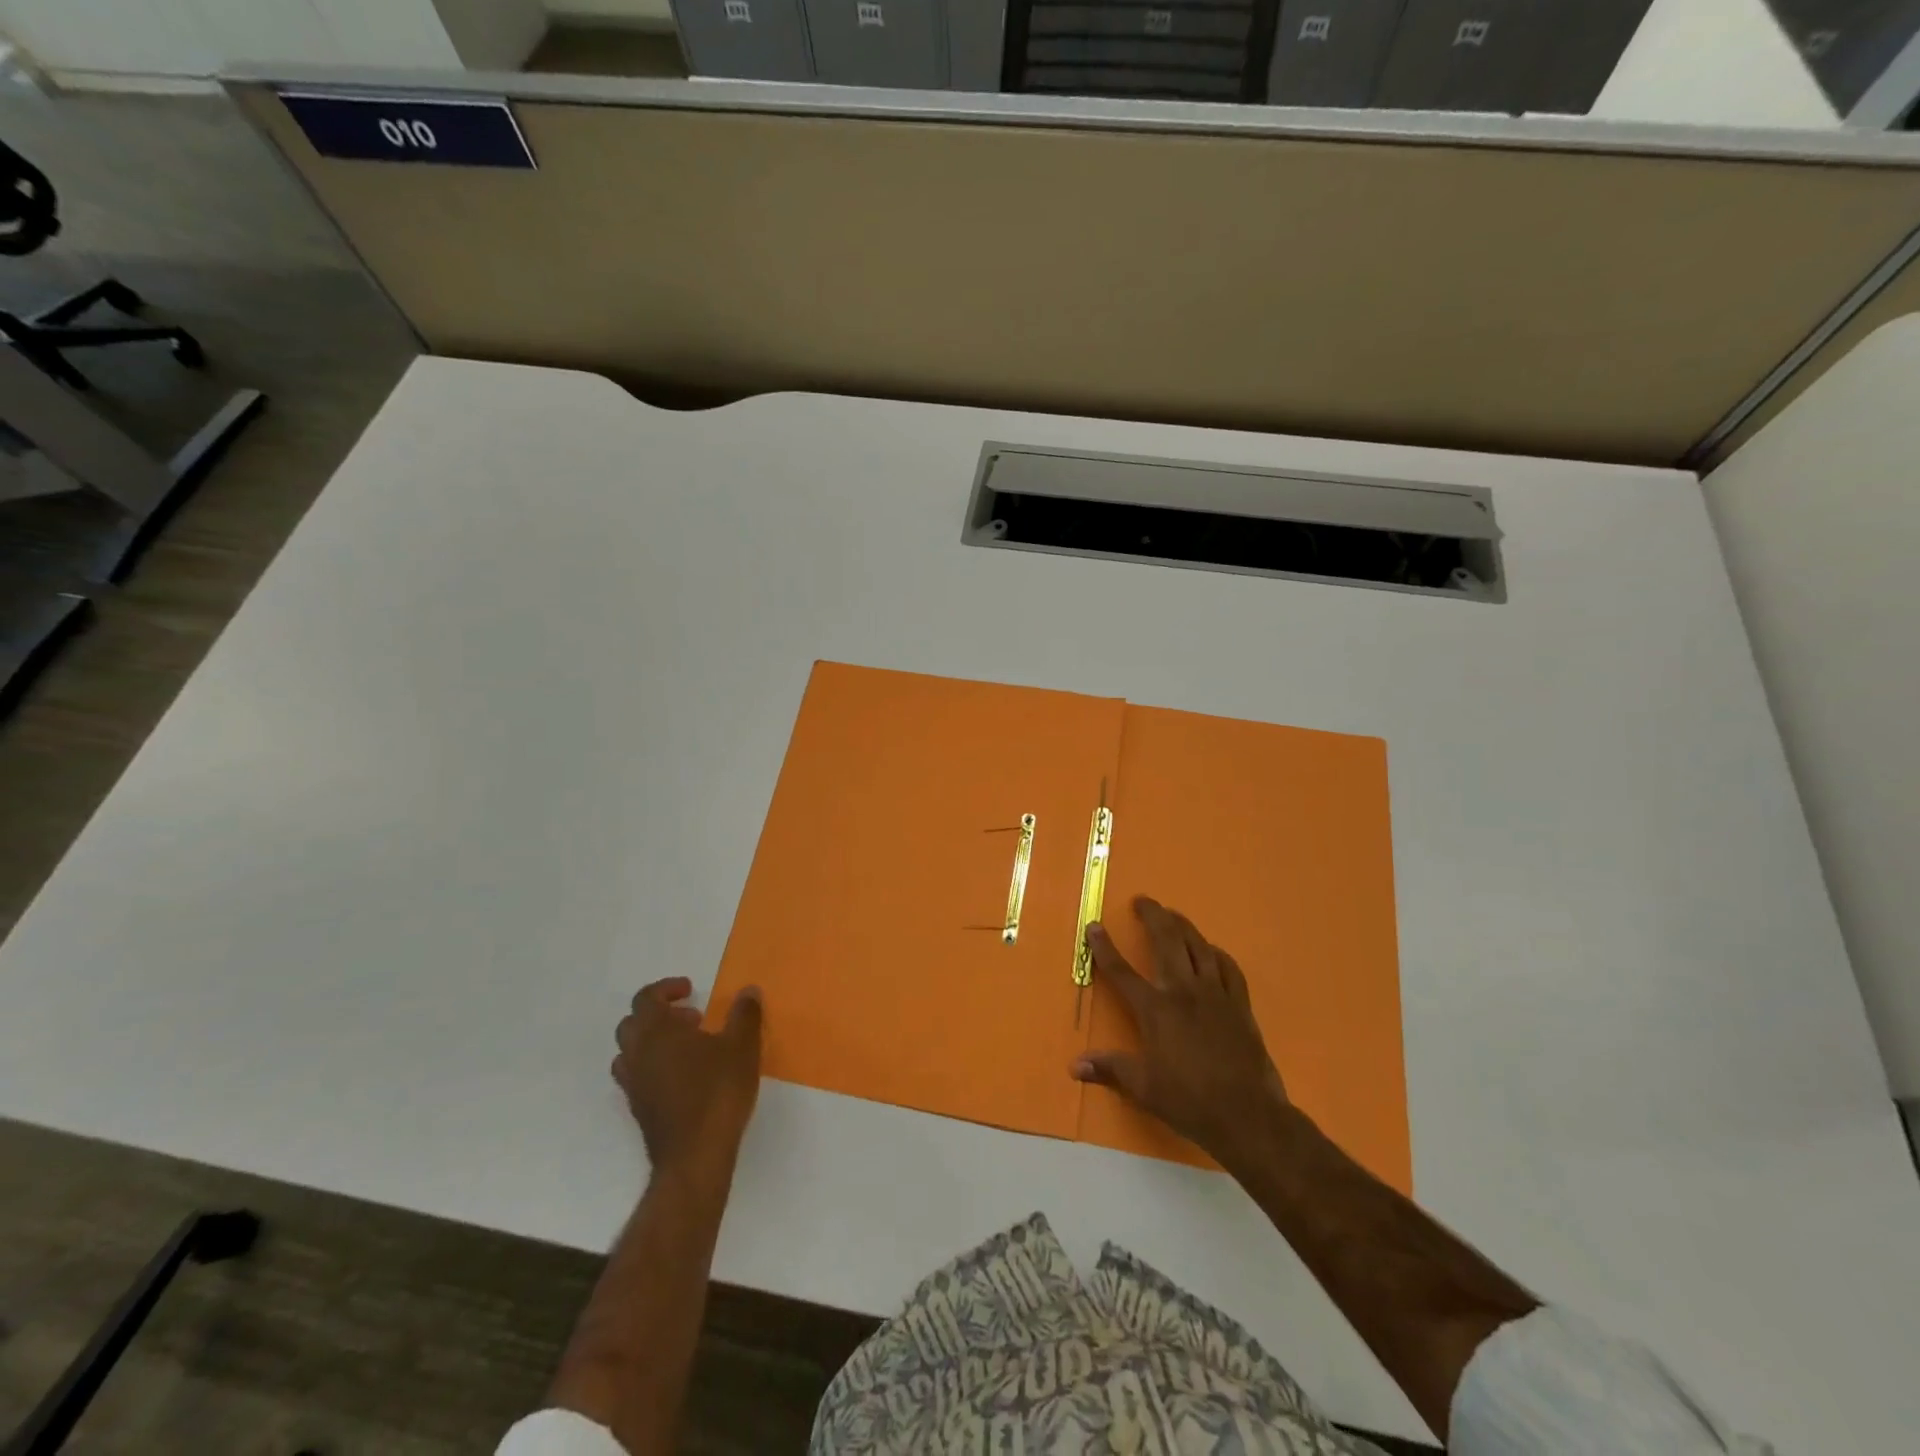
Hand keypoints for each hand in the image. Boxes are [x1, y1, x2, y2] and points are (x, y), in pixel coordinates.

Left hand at [613, 978, 763, 1176]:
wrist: (694, 1157)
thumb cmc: (717, 1092)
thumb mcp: (742, 1046)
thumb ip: (745, 1014)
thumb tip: (748, 991)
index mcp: (656, 1032)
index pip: (646, 998)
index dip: (666, 988)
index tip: (691, 990)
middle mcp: (637, 1055)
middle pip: (632, 1023)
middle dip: (660, 1014)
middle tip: (693, 1019)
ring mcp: (634, 1085)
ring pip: (630, 1052)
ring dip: (654, 1042)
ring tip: (688, 1047)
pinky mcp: (639, 1110)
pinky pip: (637, 1077)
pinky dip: (655, 1067)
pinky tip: (685, 1078)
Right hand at [1071, 897, 1294, 1170]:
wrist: (1247, 1115)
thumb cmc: (1189, 1101)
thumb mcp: (1143, 1087)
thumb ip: (1109, 1069)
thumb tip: (1073, 1065)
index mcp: (1155, 1009)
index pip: (1121, 971)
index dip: (1104, 947)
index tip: (1094, 926)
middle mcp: (1183, 991)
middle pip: (1166, 941)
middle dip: (1153, 916)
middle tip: (1143, 901)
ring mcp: (1215, 994)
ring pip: (1198, 946)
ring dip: (1183, 926)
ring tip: (1173, 915)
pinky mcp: (1240, 1005)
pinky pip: (1229, 968)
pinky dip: (1217, 954)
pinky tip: (1212, 951)